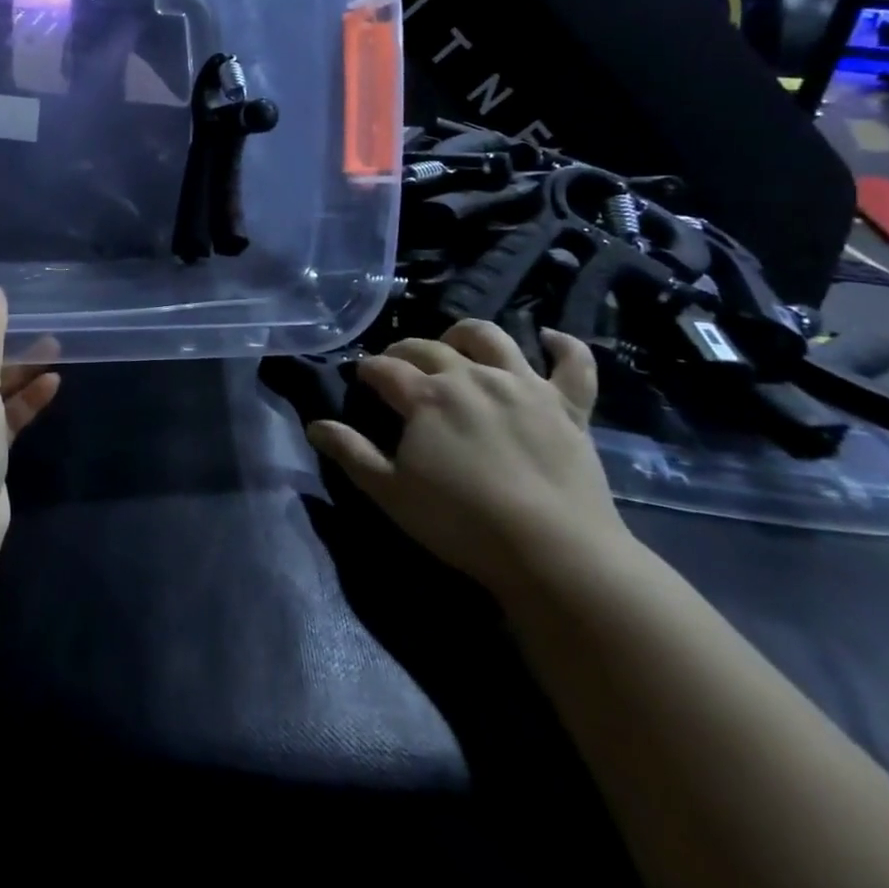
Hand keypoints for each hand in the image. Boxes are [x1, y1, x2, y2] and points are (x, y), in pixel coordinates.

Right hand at [306, 319, 631, 596]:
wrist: (555, 553)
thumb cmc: (462, 524)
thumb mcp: (392, 493)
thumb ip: (351, 453)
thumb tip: (314, 425)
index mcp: (426, 396)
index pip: (384, 368)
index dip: (368, 370)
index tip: (361, 378)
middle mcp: (471, 376)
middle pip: (428, 346)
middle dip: (404, 349)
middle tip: (397, 364)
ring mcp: (523, 385)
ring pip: (491, 338)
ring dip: (466, 334)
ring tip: (456, 343)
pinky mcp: (568, 405)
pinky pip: (573, 363)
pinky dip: (564, 346)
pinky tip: (550, 339)